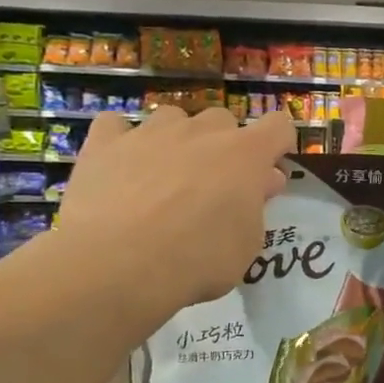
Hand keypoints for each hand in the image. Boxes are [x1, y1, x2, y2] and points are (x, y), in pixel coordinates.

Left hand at [51, 106, 295, 340]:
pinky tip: (120, 165)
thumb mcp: (246, 245)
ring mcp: (151, 132)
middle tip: (214, 185)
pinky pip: (117, 126)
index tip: (268, 173)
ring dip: (177, 140)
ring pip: (173, 118)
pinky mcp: (105, 142)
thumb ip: (256, 207)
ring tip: (165, 176)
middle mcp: (201, 132)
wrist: (118, 264)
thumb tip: (262, 182)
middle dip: (223, 146)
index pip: (278, 126)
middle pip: (223, 120)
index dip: (277, 146)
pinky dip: (122, 141)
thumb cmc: (197, 260)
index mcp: (245, 154)